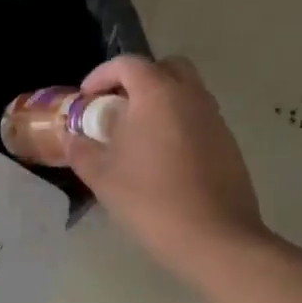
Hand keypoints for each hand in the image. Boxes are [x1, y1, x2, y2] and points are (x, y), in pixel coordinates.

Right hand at [65, 55, 266, 274]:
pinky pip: (198, 119)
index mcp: (158, 95)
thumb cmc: (151, 201)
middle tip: (117, 108)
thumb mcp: (103, 177)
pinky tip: (163, 160)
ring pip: (186, 93)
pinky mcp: (228, 143)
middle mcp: (191, 96)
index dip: (101, 75)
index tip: (86, 99)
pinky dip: (178, 124)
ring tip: (138, 136)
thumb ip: (82, 150)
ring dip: (160, 103)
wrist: (214, 238)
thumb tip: (73, 137)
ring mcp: (215, 119)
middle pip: (165, 68)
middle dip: (138, 81)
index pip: (128, 65)